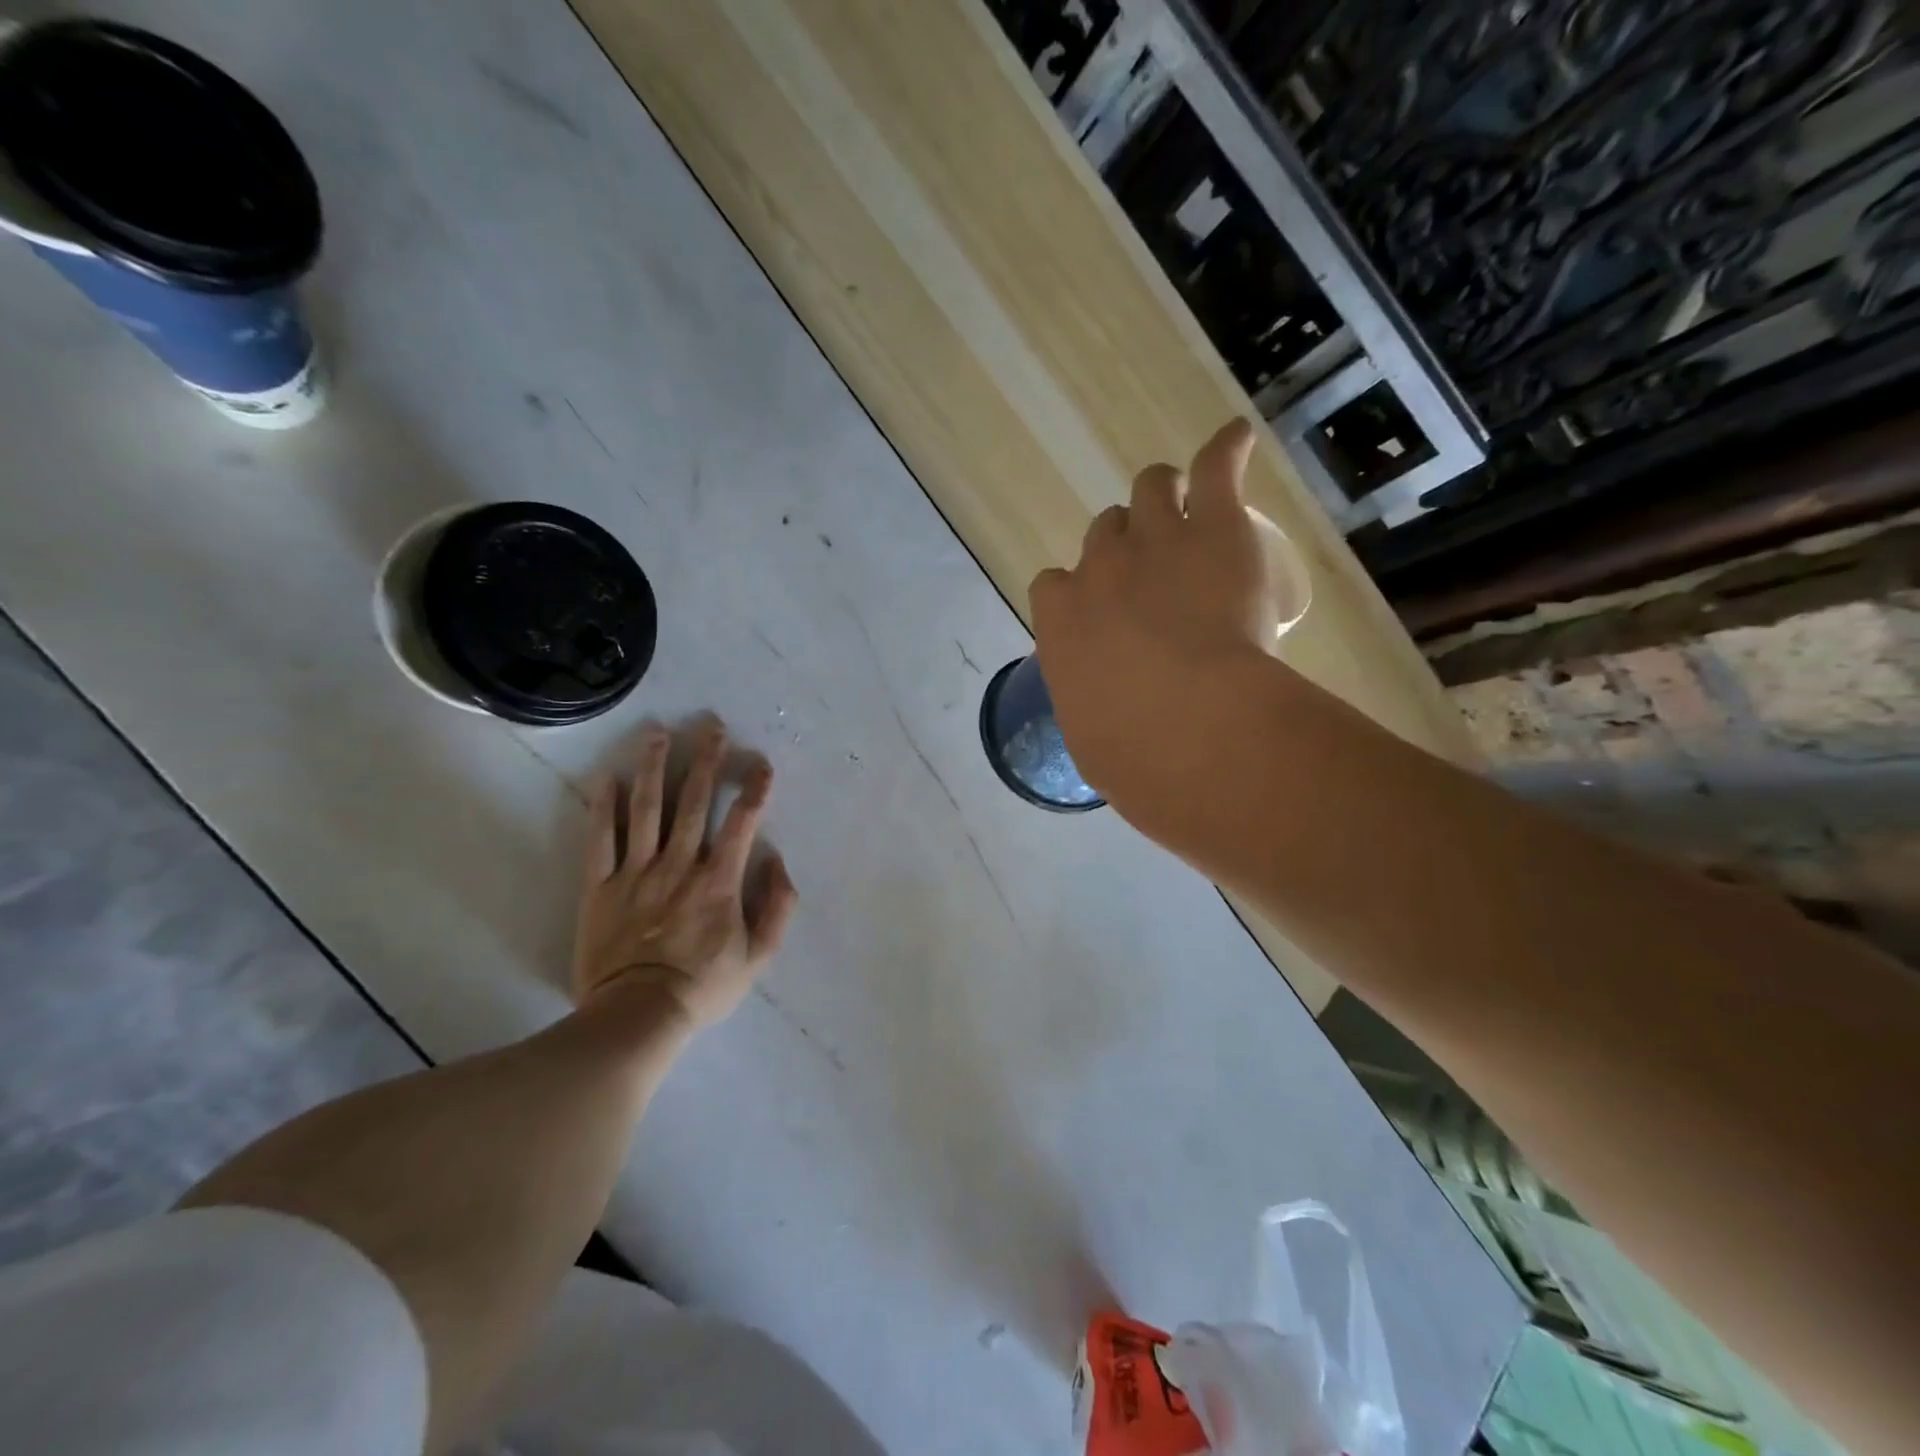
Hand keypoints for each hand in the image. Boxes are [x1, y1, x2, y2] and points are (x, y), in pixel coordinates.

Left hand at [574, 718, 798, 1032]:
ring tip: (658, 733)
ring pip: (646, 809)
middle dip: (707, 761)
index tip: (762, 765)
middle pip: (693, 803)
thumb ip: (777, 908)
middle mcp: (678, 865)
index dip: (755, 791)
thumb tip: (778, 863)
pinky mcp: (599, 887)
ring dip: (654, 767)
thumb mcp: (759, 957)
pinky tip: (608, 777)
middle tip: (711, 726)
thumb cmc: (703, 986)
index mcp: (718, 881)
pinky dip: (604, 807)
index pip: (742, 823)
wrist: (637, 1016)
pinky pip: (600, 840)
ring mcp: (635, 872)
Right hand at [1028, 420, 1281, 836]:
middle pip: (1105, 533)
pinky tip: (1235, 442)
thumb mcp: (1094, 737)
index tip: (1102, 612)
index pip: (1054, 585)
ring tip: (1190, 511)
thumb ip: (1095, 710)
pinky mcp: (1215, 527)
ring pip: (1151, 489)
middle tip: (1156, 569)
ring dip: (1165, 497)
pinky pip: (1215, 466)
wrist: (1185, 726)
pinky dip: (1226, 451)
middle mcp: (1100, 568)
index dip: (1079, 592)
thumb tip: (1111, 723)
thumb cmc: (1130, 751)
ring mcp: (1155, 540)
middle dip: (1124, 545)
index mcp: (1061, 620)